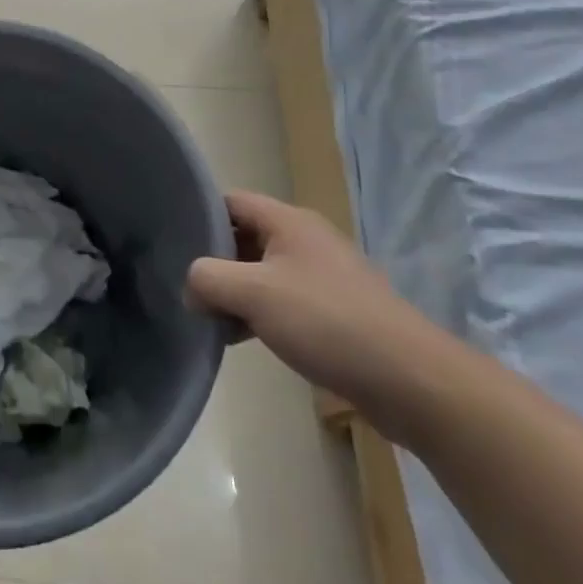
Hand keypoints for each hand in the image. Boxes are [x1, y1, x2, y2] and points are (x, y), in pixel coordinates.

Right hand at [186, 191, 449, 429]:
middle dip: (213, 259)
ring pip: (261, 271)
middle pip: (244, 236)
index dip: (198, 215)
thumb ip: (208, 280)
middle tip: (182, 284)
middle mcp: (305, 239)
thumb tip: (191, 287)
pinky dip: (258, 313)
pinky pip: (283, 300)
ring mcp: (323, 276)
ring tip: (206, 317)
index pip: (229, 201)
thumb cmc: (327, 323)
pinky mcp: (334, 312)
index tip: (170, 241)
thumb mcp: (254, 294)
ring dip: (234, 291)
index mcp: (288, 221)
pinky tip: (242, 339)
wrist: (412, 382)